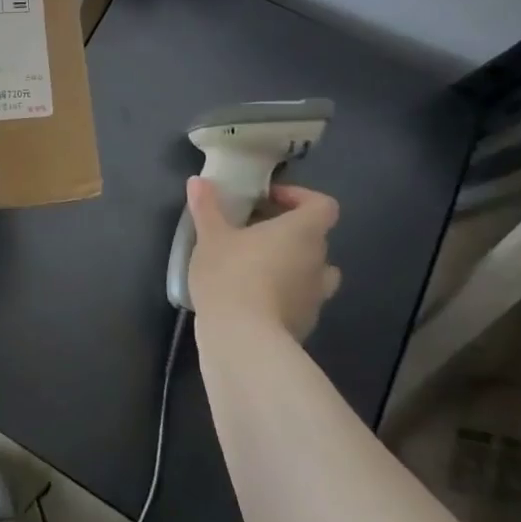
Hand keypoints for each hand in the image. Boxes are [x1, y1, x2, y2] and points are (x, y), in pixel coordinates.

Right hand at [185, 178, 341, 340]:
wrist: (243, 341)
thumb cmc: (231, 275)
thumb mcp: (210, 236)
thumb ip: (207, 207)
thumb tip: (198, 180)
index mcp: (303, 232)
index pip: (322, 205)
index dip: (299, 197)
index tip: (267, 200)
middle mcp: (318, 262)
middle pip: (314, 237)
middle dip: (286, 231)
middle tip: (250, 231)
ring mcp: (316, 297)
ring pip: (312, 271)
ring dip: (290, 264)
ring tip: (255, 265)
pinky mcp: (305, 324)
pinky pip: (299, 299)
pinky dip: (282, 294)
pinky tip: (250, 298)